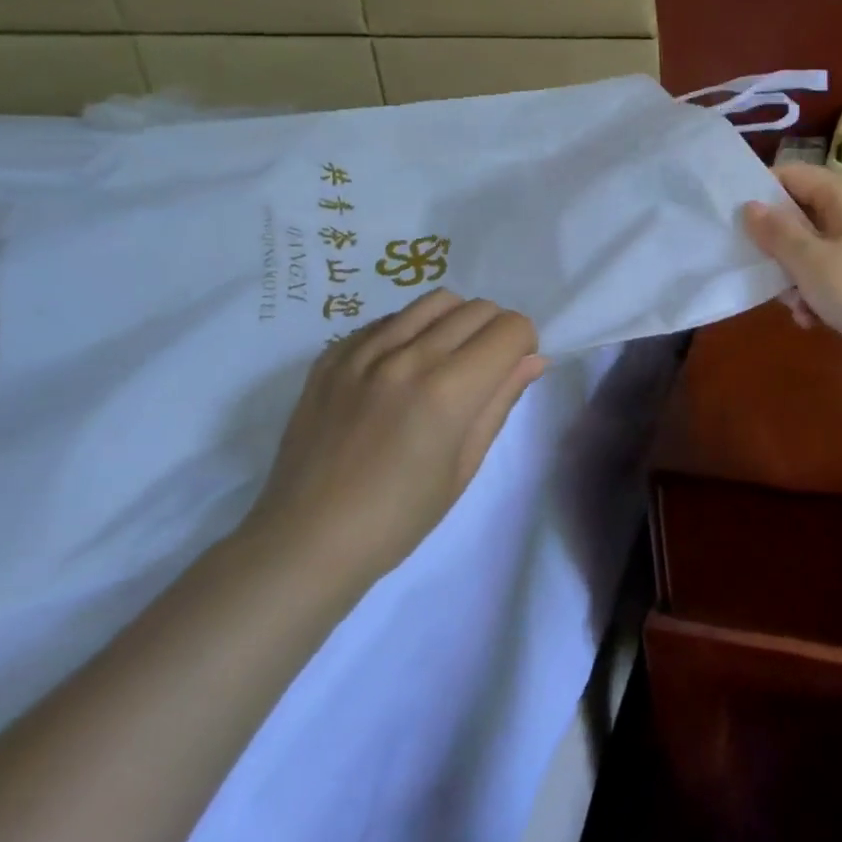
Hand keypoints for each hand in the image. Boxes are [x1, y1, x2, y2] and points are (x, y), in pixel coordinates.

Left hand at [238, 290, 544, 594]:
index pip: (510, 329)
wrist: (307, 540)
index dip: (523, 344)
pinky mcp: (332, 354)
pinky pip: (389, 319)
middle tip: (484, 368)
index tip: (512, 369)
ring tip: (444, 360)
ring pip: (435, 301)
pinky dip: (411, 331)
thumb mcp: (464, 465)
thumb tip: (534, 359)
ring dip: (455, 322)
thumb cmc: (399, 517)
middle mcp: (408, 357)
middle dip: (495, 331)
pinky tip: (401, 370)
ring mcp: (364, 351)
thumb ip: (500, 401)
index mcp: (447, 392)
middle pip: (477, 308)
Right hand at [743, 163, 841, 377]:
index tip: (733, 220)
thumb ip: (776, 232)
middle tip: (757, 268)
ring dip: (793, 277)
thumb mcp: (809, 260)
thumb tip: (749, 206)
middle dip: (776, 245)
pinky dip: (815, 294)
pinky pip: (828, 276)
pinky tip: (811, 320)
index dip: (760, 193)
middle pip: (799, 215)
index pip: (791, 175)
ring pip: (810, 250)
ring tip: (793, 304)